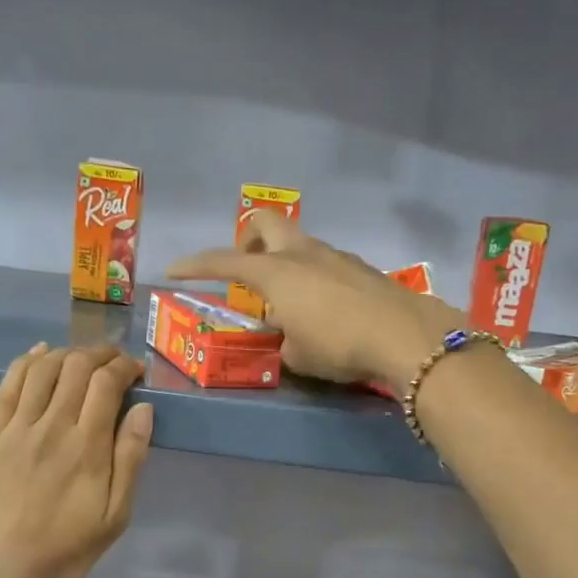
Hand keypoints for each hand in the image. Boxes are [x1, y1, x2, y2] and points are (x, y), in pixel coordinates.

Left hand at [0, 344, 152, 577]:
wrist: (8, 569)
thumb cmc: (69, 546)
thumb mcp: (116, 514)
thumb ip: (131, 458)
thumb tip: (144, 410)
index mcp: (88, 446)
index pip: (107, 384)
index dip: (124, 367)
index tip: (136, 371)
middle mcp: (53, 426)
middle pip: (76, 367)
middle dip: (100, 354)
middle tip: (114, 360)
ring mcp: (18, 428)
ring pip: (42, 368)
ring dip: (67, 353)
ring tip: (82, 358)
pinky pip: (9, 385)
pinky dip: (26, 362)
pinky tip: (40, 353)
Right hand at [167, 211, 460, 386]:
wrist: (404, 336)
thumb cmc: (338, 345)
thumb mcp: (298, 355)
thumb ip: (284, 340)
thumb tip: (289, 335)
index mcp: (277, 272)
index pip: (225, 261)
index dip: (195, 265)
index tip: (173, 270)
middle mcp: (303, 254)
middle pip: (265, 222)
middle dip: (247, 238)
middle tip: (246, 271)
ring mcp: (335, 256)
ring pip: (298, 244)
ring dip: (283, 263)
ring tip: (288, 304)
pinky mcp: (361, 268)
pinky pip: (324, 263)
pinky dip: (312, 277)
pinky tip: (323, 311)